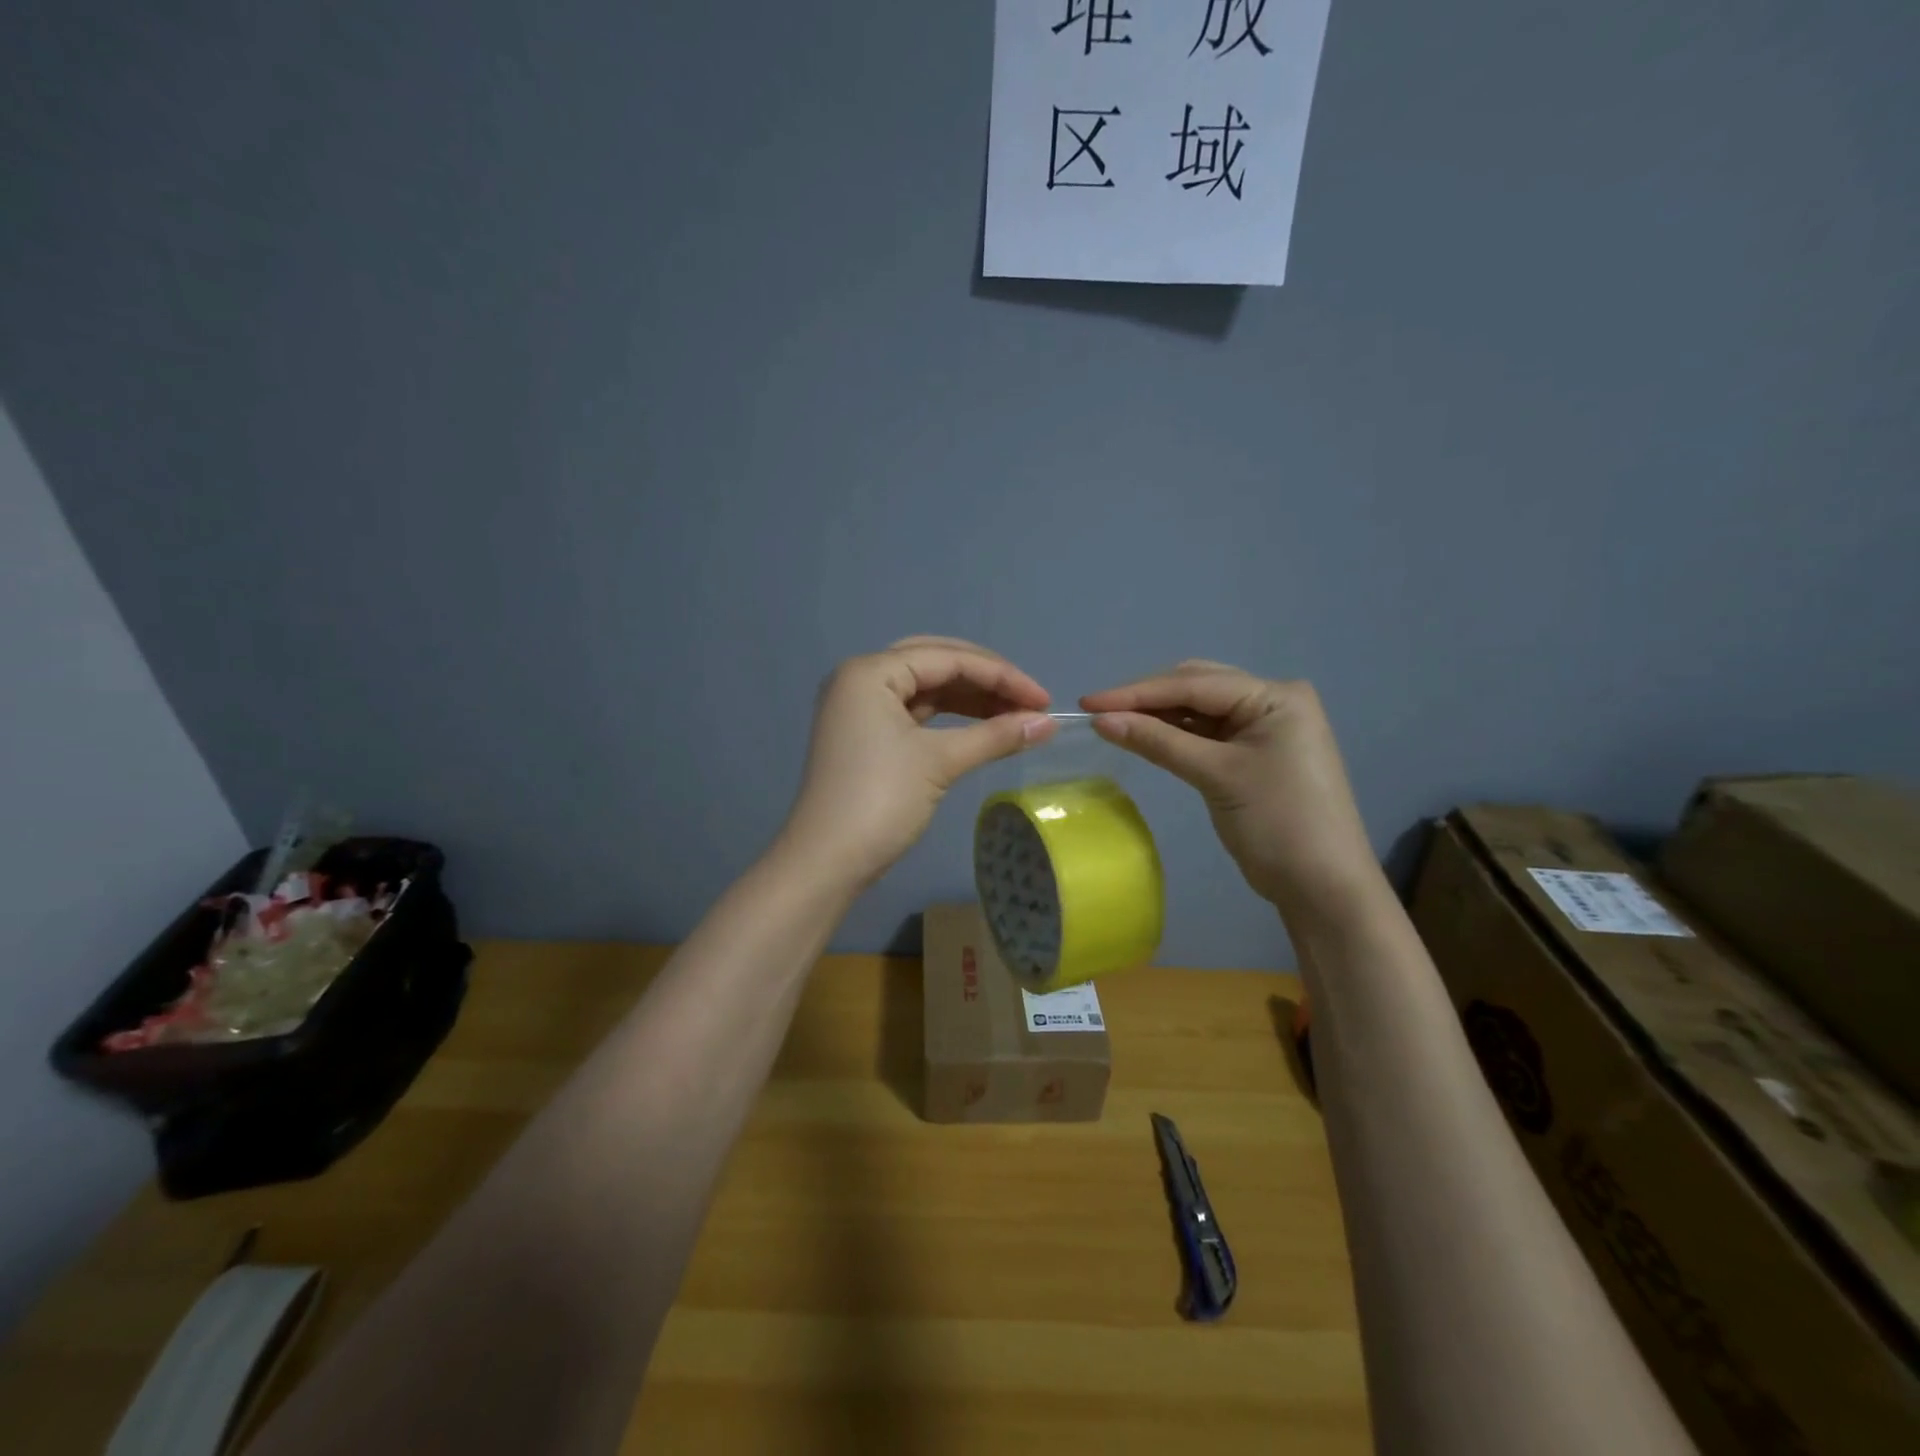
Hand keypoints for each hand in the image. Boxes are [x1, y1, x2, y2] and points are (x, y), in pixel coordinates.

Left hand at [779, 637, 1055, 889]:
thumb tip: (1048, 724)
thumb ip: (996, 736)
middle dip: (986, 680)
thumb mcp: (940, 762)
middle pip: (936, 663)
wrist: (826, 862)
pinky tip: (982, 726)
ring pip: (926, 688)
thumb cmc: (880, 801)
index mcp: (871, 671)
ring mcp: (860, 707)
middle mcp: (861, 678)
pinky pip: (915, 712)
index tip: (1045, 700)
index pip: (948, 659)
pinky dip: (949, 718)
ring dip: (971, 699)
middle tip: (1030, 701)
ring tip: (1015, 716)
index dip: (1002, 676)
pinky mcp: (866, 734)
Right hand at [1081, 662, 1382, 931]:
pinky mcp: (1253, 753)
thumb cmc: (1278, 824)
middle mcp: (1272, 701)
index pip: (1195, 684)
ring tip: (1111, 721)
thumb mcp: (1216, 776)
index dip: (1137, 692)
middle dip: (1146, 698)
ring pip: (1199, 710)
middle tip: (1097, 711)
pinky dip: (1174, 735)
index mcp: (1275, 696)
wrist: (1323, 887)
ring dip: (1158, 715)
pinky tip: (1143, 735)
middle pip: (1197, 687)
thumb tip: (1101, 720)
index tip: (1089, 702)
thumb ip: (1158, 742)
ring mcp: (1264, 727)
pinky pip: (1206, 733)